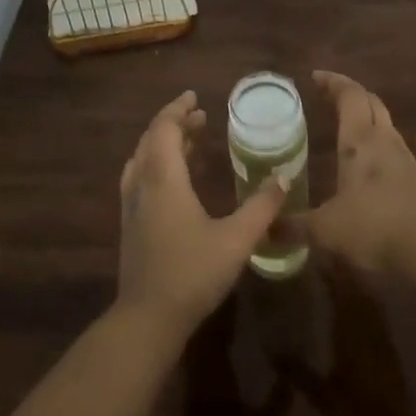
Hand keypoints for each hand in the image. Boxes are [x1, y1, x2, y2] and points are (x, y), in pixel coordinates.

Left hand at [116, 90, 288, 340]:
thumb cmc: (193, 273)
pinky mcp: (131, 224)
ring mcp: (132, 206)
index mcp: (163, 179)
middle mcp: (142, 185)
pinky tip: (175, 180)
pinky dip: (157, 164)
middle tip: (200, 116)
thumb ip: (262, 207)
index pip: (164, 129)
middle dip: (174, 124)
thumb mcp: (236, 239)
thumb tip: (285, 177)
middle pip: (151, 140)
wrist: (148, 318)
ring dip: (164, 144)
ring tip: (191, 140)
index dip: (178, 110)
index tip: (195, 97)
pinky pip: (141, 178)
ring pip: (143, 159)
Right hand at [302, 71, 415, 272]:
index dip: (332, 82)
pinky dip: (375, 140)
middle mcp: (383, 140)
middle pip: (370, 101)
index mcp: (359, 140)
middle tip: (327, 96)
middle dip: (349, 93)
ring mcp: (403, 157)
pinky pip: (391, 145)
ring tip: (343, 125)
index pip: (349, 94)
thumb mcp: (324, 229)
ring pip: (384, 122)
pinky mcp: (415, 177)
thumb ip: (293, 226)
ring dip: (365, 116)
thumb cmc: (372, 228)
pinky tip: (364, 161)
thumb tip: (264, 229)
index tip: (314, 77)